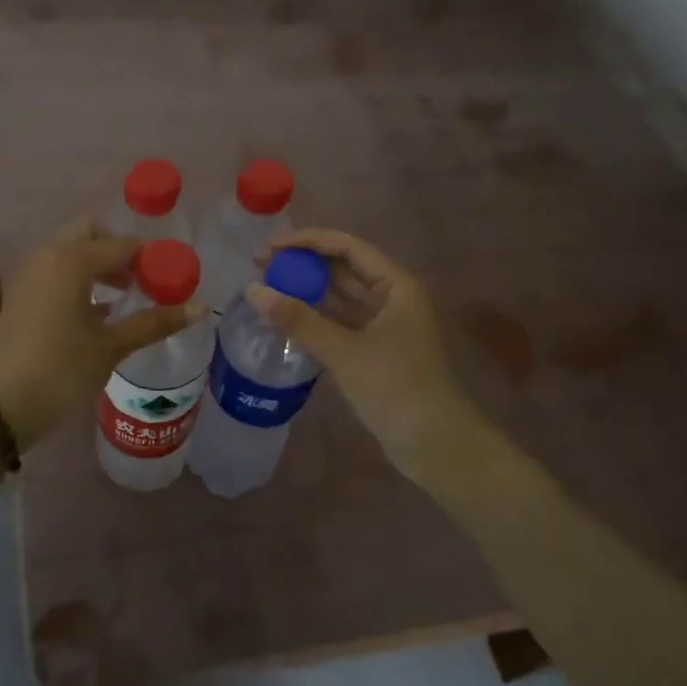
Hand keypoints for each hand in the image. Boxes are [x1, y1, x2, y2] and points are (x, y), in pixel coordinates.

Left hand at [0, 218, 202, 449]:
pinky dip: (78, 277)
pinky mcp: (21, 294)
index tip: (172, 277)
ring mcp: (29, 274)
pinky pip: (55, 270)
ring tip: (124, 296)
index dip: (151, 258)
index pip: (122, 245)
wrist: (3, 406)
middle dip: (118, 250)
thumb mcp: (112, 347)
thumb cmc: (62, 370)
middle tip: (142, 279)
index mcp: (72, 260)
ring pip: (70, 250)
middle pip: (90, 233)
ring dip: (97, 263)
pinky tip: (96, 311)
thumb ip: (154, 322)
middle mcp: (48, 256)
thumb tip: (200, 308)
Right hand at [248, 230, 476, 483]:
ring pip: (340, 297)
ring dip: (306, 291)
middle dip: (303, 265)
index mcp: (396, 285)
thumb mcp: (343, 351)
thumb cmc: (395, 387)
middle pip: (342, 268)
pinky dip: (314, 318)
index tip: (268, 248)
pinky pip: (339, 323)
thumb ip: (298, 320)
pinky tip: (286, 320)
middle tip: (260, 267)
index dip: (306, 242)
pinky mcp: (374, 350)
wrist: (434, 443)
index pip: (347, 247)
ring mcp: (384, 325)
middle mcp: (392, 297)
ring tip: (267, 289)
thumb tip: (252, 291)